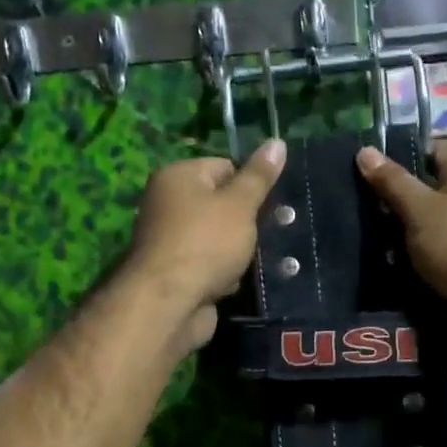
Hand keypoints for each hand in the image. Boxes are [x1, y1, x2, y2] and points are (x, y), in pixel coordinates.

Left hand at [125, 140, 285, 351]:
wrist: (170, 303)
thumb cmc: (206, 242)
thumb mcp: (240, 204)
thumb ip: (259, 176)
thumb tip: (277, 142)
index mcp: (177, 177)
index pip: (224, 166)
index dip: (250, 185)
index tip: (270, 205)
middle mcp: (168, 204)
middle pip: (221, 204)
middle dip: (246, 221)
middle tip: (272, 232)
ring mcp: (171, 241)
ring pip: (219, 238)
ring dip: (238, 250)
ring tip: (257, 260)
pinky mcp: (177, 274)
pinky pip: (210, 265)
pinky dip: (224, 273)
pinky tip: (237, 281)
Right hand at [355, 140, 446, 344]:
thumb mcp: (421, 209)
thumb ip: (393, 182)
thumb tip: (365, 151)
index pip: (432, 149)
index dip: (401, 154)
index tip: (367, 167)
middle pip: (428, 188)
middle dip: (395, 197)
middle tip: (356, 204)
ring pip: (428, 224)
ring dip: (401, 232)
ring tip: (363, 235)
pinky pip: (435, 252)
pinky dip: (414, 257)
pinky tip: (386, 263)